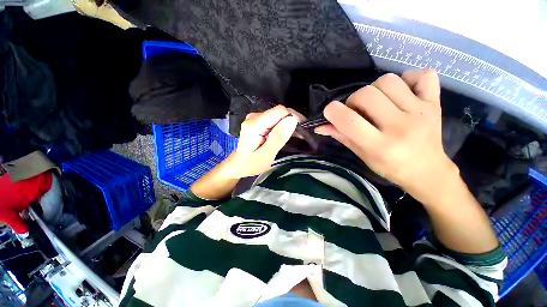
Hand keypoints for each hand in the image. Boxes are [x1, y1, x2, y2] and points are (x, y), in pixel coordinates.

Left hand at [227, 105, 297, 177]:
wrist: (238, 165)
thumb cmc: (251, 164)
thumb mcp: (266, 155)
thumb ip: (278, 137)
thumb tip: (292, 120)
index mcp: (254, 124)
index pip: (279, 111)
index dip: (293, 118)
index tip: (301, 131)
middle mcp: (254, 116)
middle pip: (279, 112)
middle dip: (291, 121)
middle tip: (300, 135)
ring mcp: (255, 118)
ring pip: (278, 115)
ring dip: (288, 124)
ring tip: (294, 136)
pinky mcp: (257, 121)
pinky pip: (274, 119)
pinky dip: (282, 126)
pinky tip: (285, 134)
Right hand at [315, 70, 456, 203]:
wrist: (427, 171)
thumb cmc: (390, 167)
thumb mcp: (361, 155)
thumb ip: (341, 137)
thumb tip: (320, 126)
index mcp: (379, 145)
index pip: (348, 120)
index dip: (332, 111)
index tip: (330, 112)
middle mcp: (400, 126)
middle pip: (366, 94)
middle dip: (353, 100)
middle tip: (357, 111)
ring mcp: (421, 112)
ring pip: (388, 81)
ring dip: (375, 89)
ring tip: (377, 102)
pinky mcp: (435, 103)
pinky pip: (422, 75)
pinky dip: (408, 78)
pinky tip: (401, 92)